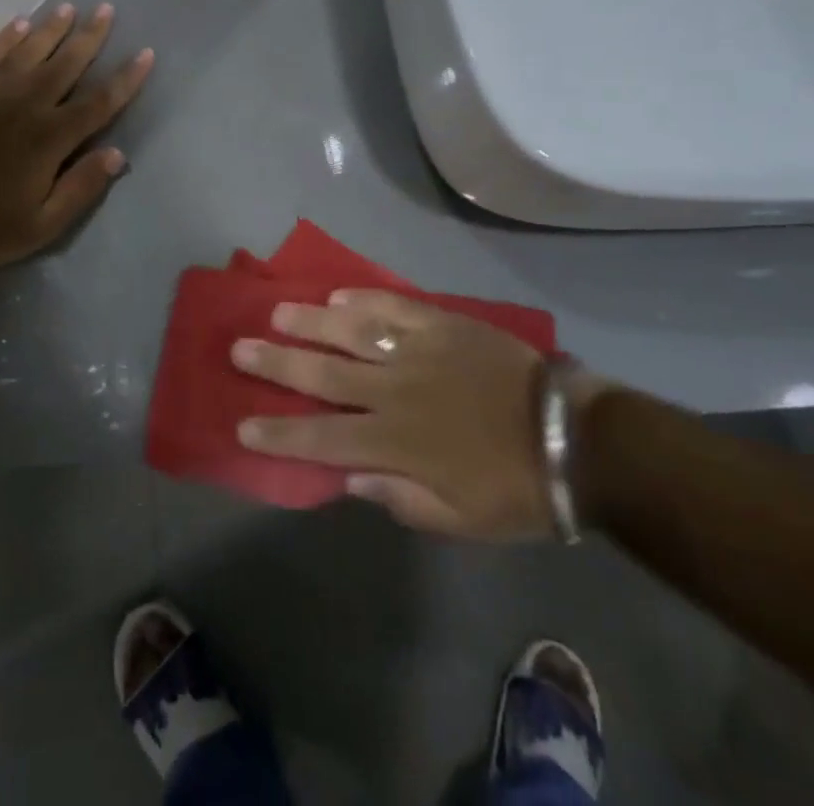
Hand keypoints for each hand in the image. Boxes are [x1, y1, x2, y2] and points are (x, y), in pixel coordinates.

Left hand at [0, 5, 154, 266]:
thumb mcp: (43, 224)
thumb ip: (81, 188)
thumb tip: (116, 154)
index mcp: (51, 137)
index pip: (100, 101)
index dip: (126, 78)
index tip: (145, 53)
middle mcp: (27, 103)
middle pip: (67, 63)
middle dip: (90, 36)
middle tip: (106, 9)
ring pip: (29, 50)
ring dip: (52, 28)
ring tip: (69, 7)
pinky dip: (6, 37)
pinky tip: (19, 23)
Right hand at [233, 291, 581, 539]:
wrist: (575, 439)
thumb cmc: (516, 488)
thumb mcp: (460, 519)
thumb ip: (401, 498)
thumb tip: (349, 476)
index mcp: (395, 443)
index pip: (321, 438)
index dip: (279, 433)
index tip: (243, 424)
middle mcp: (394, 391)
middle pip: (322, 374)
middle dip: (276, 364)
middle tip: (238, 349)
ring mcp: (417, 352)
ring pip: (350, 331)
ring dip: (309, 322)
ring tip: (276, 312)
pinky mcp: (441, 325)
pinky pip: (394, 307)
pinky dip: (363, 299)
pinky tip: (338, 293)